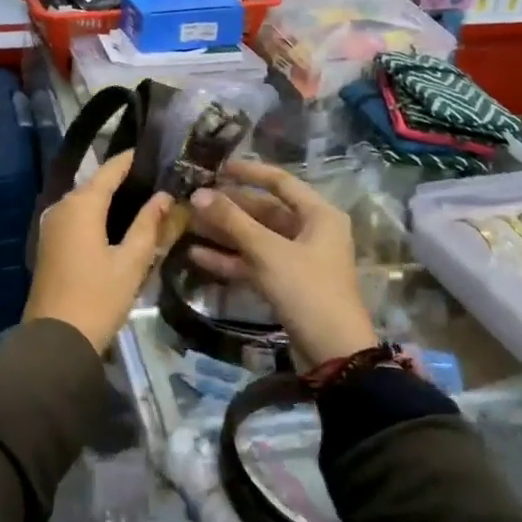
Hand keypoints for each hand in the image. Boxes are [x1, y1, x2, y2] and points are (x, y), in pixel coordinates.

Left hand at [25, 150, 173, 353]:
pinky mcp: (50, 243)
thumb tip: (164, 196)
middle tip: (160, 181)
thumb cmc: (98, 297)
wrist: (56, 339)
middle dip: (126, 181)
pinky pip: (77, 218)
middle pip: (97, 184)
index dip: (133, 159)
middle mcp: (62, 206)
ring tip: (146, 201)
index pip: (111, 169)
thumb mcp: (131, 261)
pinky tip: (120, 225)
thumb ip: (148, 225)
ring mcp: (52, 225)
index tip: (158, 153)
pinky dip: (98, 216)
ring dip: (112, 200)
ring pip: (86, 202)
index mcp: (81, 204)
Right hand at [188, 161, 375, 371]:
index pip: (281, 182)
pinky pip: (254, 263)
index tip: (217, 168)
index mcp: (319, 215)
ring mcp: (298, 259)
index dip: (249, 173)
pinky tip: (197, 257)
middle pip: (265, 211)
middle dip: (228, 208)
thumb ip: (232, 221)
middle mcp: (311, 231)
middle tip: (194, 200)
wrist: (333, 353)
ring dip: (224, 234)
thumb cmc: (307, 290)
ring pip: (256, 238)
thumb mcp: (268, 251)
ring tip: (188, 226)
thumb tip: (198, 194)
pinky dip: (230, 259)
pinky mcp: (286, 284)